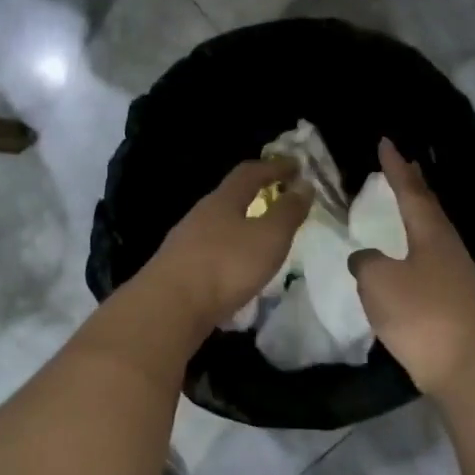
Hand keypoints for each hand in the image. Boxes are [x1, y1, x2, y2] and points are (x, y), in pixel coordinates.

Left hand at [144, 159, 310, 332]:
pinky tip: (237, 272)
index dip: (274, 167)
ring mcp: (184, 243)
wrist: (170, 307)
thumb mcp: (269, 237)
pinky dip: (229, 255)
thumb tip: (304, 185)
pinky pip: (210, 254)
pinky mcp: (178, 270)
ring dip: (241, 228)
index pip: (249, 172)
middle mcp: (200, 215)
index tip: (297, 166)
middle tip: (278, 202)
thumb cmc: (226, 265)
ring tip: (261, 241)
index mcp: (222, 200)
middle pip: (229, 198)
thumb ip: (288, 212)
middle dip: (255, 196)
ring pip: (218, 227)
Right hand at [350, 139, 474, 395]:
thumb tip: (365, 257)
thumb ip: (366, 262)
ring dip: (418, 215)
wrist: (464, 366)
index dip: (395, 167)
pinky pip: (433, 259)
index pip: (411, 191)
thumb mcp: (379, 283)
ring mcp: (458, 274)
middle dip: (413, 185)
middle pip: (430, 208)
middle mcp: (450, 247)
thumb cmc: (420, 316)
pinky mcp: (457, 299)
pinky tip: (408, 258)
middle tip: (400, 165)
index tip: (385, 142)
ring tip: (403, 206)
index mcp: (432, 234)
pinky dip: (417, 247)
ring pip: (434, 234)